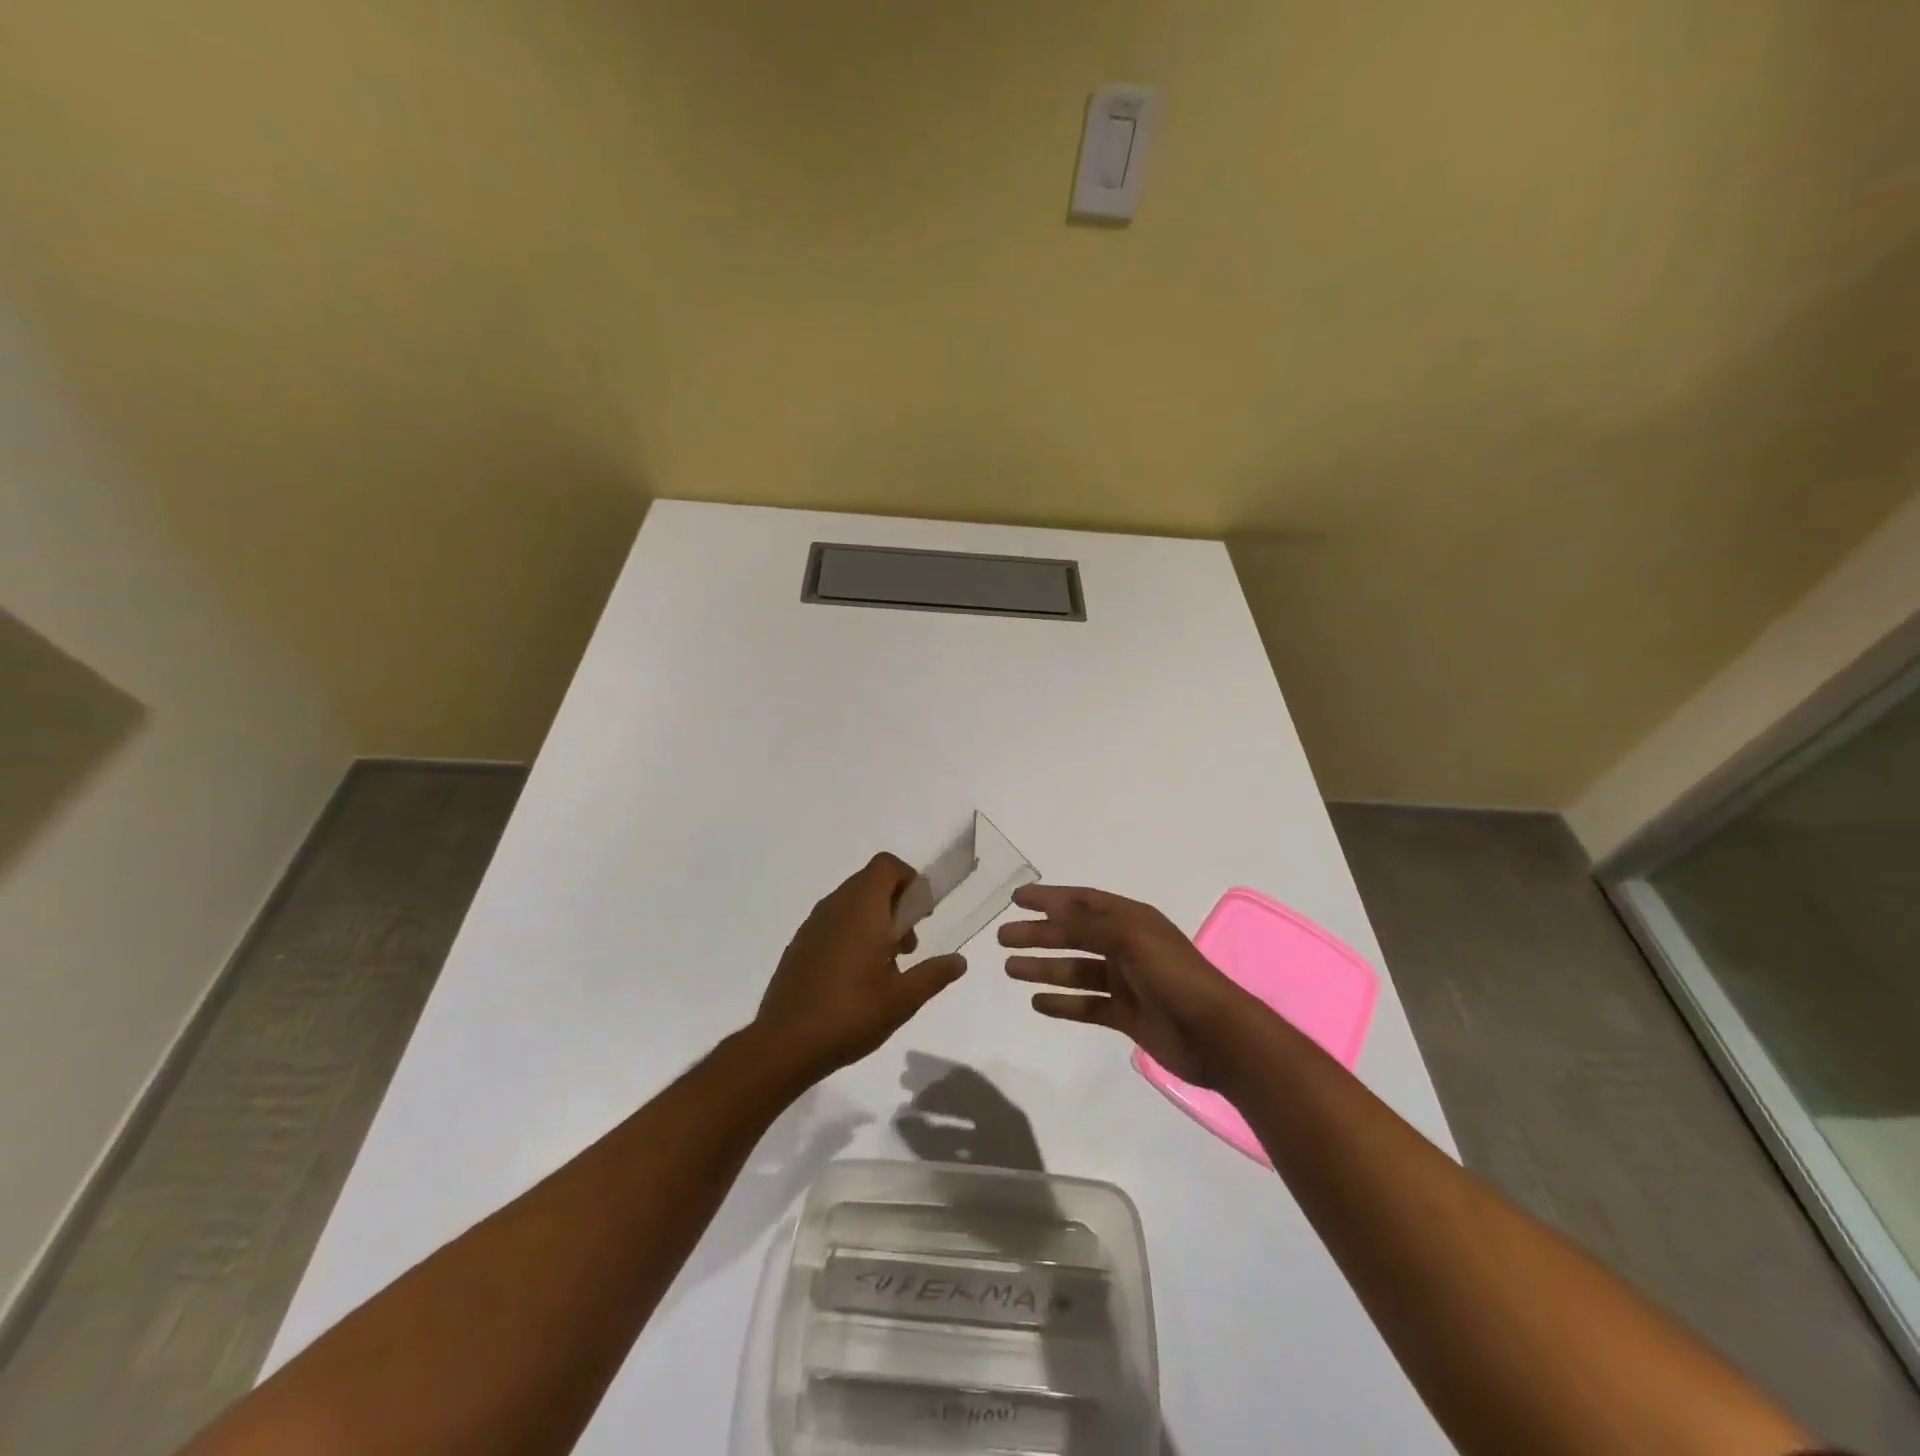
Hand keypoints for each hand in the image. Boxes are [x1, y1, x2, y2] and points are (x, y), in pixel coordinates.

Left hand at [755, 853, 968, 1077]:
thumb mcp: (902, 999)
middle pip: (870, 882)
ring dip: (874, 920)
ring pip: (851, 903)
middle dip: (896, 904)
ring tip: (886, 965)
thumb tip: (960, 961)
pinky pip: (833, 922)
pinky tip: (856, 977)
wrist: (784, 1044)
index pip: (887, 866)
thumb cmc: (850, 1014)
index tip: (922, 914)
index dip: (910, 880)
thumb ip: (934, 974)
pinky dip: (851, 933)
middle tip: (908, 946)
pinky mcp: (799, 945)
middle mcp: (835, 906)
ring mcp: (812, 925)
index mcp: (862, 908)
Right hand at [1000, 884, 1259, 1088]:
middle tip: (1003, 937)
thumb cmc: (1174, 976)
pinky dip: (1063, 1003)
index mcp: (1131, 920)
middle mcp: (1126, 946)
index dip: (1050, 898)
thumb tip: (1054, 909)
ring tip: (1010, 969)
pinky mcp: (1126, 1015)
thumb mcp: (1130, 938)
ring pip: (1076, 970)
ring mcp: (1126, 982)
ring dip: (1044, 967)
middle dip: (1039, 934)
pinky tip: (1037, 1002)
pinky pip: (1086, 1005)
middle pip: (1074, 935)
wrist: (1217, 1036)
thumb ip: (1090, 925)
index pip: (1083, 902)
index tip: (1017, 898)